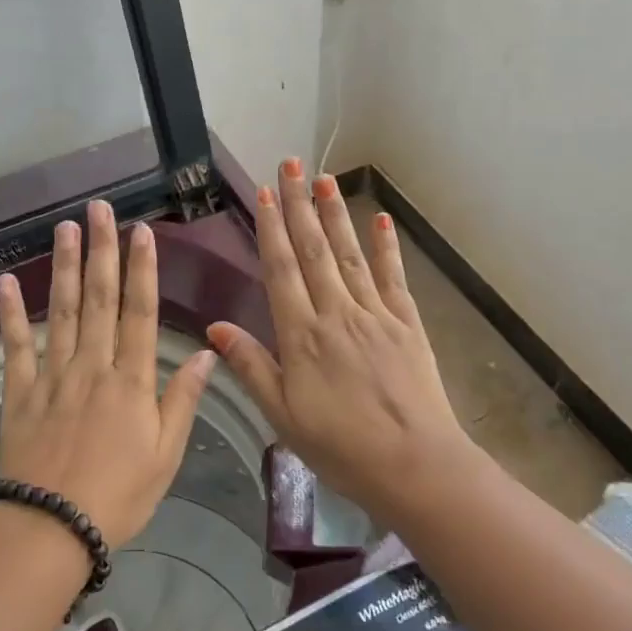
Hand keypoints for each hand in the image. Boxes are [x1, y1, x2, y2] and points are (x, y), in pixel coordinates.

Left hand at [0, 199, 215, 550]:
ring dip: (63, 267)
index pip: (140, 313)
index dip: (142, 269)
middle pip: (99, 299)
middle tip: (99, 209)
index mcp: (131, 380)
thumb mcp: (166, 454)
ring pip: (61, 311)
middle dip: (101, 251)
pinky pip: (15, 347)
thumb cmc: (119, 495)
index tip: (140, 232)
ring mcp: (53, 376)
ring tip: (64, 229)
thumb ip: (183, 399)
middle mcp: (93, 366)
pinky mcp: (20, 392)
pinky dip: (10, 314)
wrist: (53, 528)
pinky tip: (5, 282)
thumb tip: (207, 353)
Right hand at [207, 159, 465, 516]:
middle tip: (291, 165)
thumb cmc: (341, 447)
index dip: (271, 227)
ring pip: (350, 254)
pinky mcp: (407, 324)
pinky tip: (379, 219)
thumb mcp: (283, 415)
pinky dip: (386, 246)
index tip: (265, 192)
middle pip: (314, 249)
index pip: (281, 269)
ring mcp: (375, 314)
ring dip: (335, 214)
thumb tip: (216, 327)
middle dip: (300, 204)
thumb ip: (250, 366)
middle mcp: (337, 312)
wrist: (415, 465)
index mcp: (301, 335)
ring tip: (325, 178)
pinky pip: (393, 277)